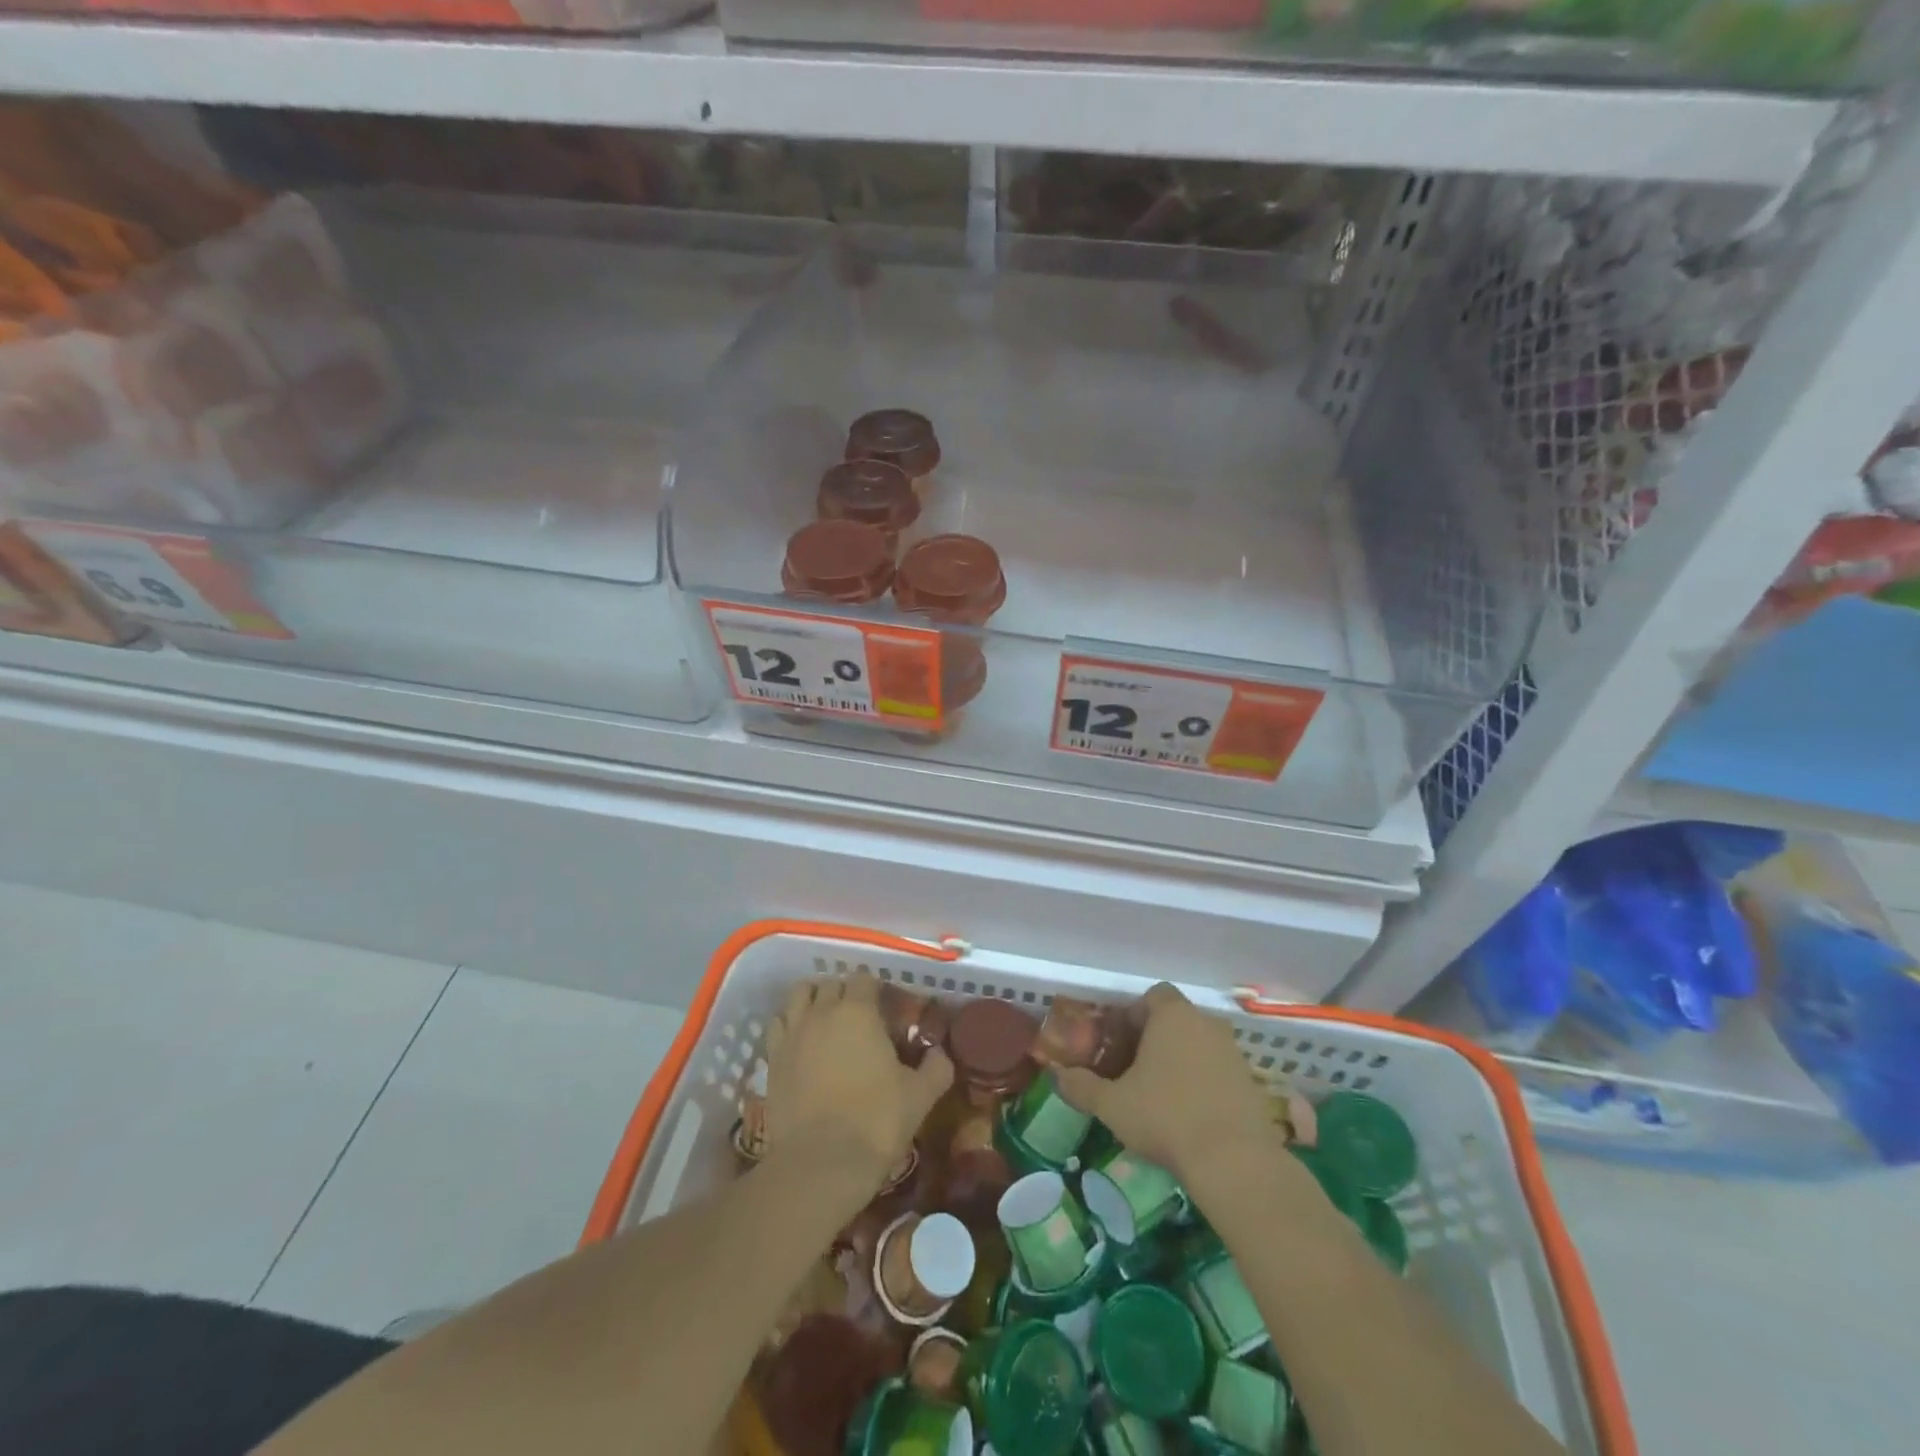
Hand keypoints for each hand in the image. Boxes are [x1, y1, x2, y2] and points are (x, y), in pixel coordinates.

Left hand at [765, 972, 953, 1187]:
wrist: (821, 1164)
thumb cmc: (876, 1121)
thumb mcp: (920, 1095)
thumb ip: (936, 1067)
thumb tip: (940, 1053)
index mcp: (859, 1011)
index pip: (865, 979)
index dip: (877, 989)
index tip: (887, 1008)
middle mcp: (822, 1011)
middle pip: (831, 983)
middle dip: (845, 992)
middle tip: (860, 1016)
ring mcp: (793, 1033)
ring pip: (799, 995)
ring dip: (813, 998)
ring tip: (826, 1018)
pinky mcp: (772, 1059)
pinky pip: (778, 1024)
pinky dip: (789, 1023)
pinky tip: (801, 1040)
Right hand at [1055, 984, 1276, 1193]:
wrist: (1235, 1161)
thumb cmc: (1166, 1117)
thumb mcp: (1112, 1104)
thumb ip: (1081, 1086)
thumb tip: (1056, 1076)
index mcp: (1173, 1016)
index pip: (1153, 995)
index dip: (1132, 1015)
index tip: (1118, 1044)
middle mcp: (1206, 1023)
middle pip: (1175, 1020)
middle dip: (1153, 1040)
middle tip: (1132, 1072)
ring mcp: (1233, 1052)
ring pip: (1198, 1045)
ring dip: (1179, 1062)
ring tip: (1158, 1096)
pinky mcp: (1251, 1083)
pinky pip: (1218, 1071)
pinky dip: (1202, 1083)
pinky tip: (1188, 1115)